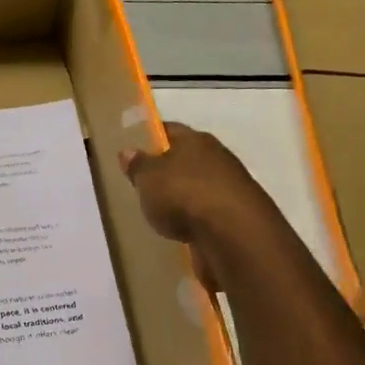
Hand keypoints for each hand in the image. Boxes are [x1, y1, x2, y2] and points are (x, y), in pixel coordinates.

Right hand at [119, 123, 278, 287]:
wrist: (233, 235)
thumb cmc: (184, 195)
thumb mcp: (148, 178)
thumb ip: (138, 165)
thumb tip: (128, 151)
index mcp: (196, 140)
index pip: (169, 130)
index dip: (151, 137)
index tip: (134, 148)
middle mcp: (217, 157)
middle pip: (187, 158)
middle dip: (167, 169)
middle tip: (144, 183)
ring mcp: (229, 188)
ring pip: (199, 186)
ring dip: (183, 196)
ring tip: (160, 211)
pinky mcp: (235, 217)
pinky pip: (207, 213)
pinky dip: (195, 220)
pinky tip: (181, 231)